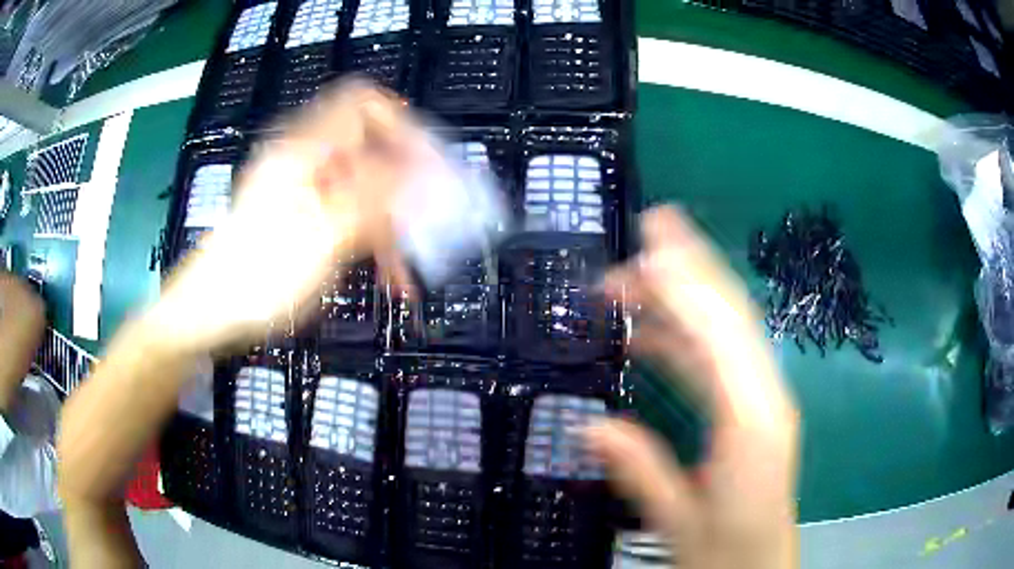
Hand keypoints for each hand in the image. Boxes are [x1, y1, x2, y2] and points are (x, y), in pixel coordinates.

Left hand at [147, 82, 426, 352]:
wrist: (210, 311)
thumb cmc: (257, 277)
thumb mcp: (322, 236)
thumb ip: (374, 196)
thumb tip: (424, 169)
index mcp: (303, 150)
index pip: (362, 103)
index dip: (400, 125)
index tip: (427, 165)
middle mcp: (304, 160)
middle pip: (369, 148)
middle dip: (403, 184)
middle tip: (427, 222)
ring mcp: (302, 188)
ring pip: (362, 187)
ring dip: (389, 223)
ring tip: (404, 268)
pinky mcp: (301, 215)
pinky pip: (346, 213)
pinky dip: (369, 239)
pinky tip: (386, 275)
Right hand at [588, 206, 798, 568]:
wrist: (760, 564)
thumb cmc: (726, 550)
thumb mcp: (680, 522)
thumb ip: (642, 471)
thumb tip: (590, 428)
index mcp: (752, 423)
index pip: (720, 337)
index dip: (684, 287)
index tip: (647, 249)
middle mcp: (765, 397)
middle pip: (732, 316)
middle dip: (692, 267)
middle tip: (650, 228)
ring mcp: (762, 399)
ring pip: (726, 330)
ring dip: (683, 298)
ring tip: (635, 278)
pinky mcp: (753, 409)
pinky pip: (719, 359)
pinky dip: (685, 338)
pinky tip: (651, 334)